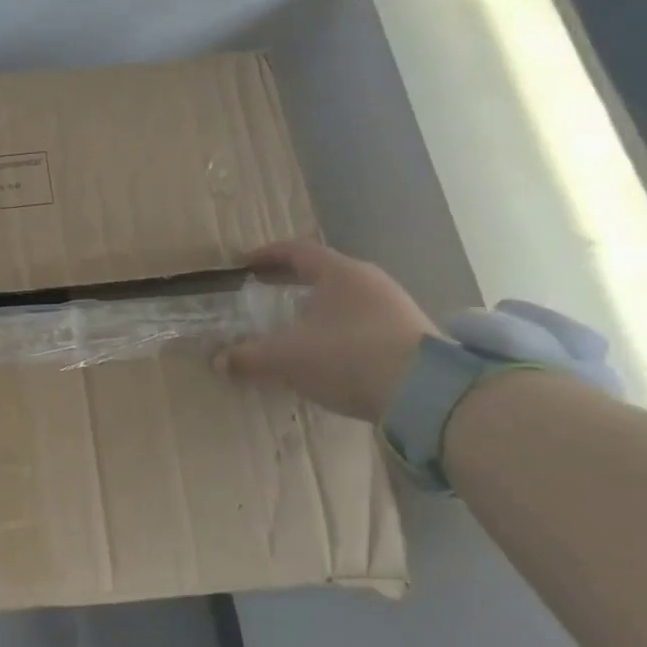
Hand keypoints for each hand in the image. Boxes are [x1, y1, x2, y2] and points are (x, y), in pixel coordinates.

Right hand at [216, 240, 437, 421]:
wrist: (427, 395)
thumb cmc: (348, 357)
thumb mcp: (287, 358)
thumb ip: (249, 357)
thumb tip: (218, 360)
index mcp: (339, 273)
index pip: (297, 251)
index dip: (267, 255)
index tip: (245, 264)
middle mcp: (370, 282)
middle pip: (323, 272)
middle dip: (291, 282)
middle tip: (265, 292)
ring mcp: (395, 308)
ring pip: (345, 298)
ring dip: (317, 307)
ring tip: (294, 325)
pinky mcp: (411, 336)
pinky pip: (363, 322)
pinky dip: (338, 329)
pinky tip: (328, 352)